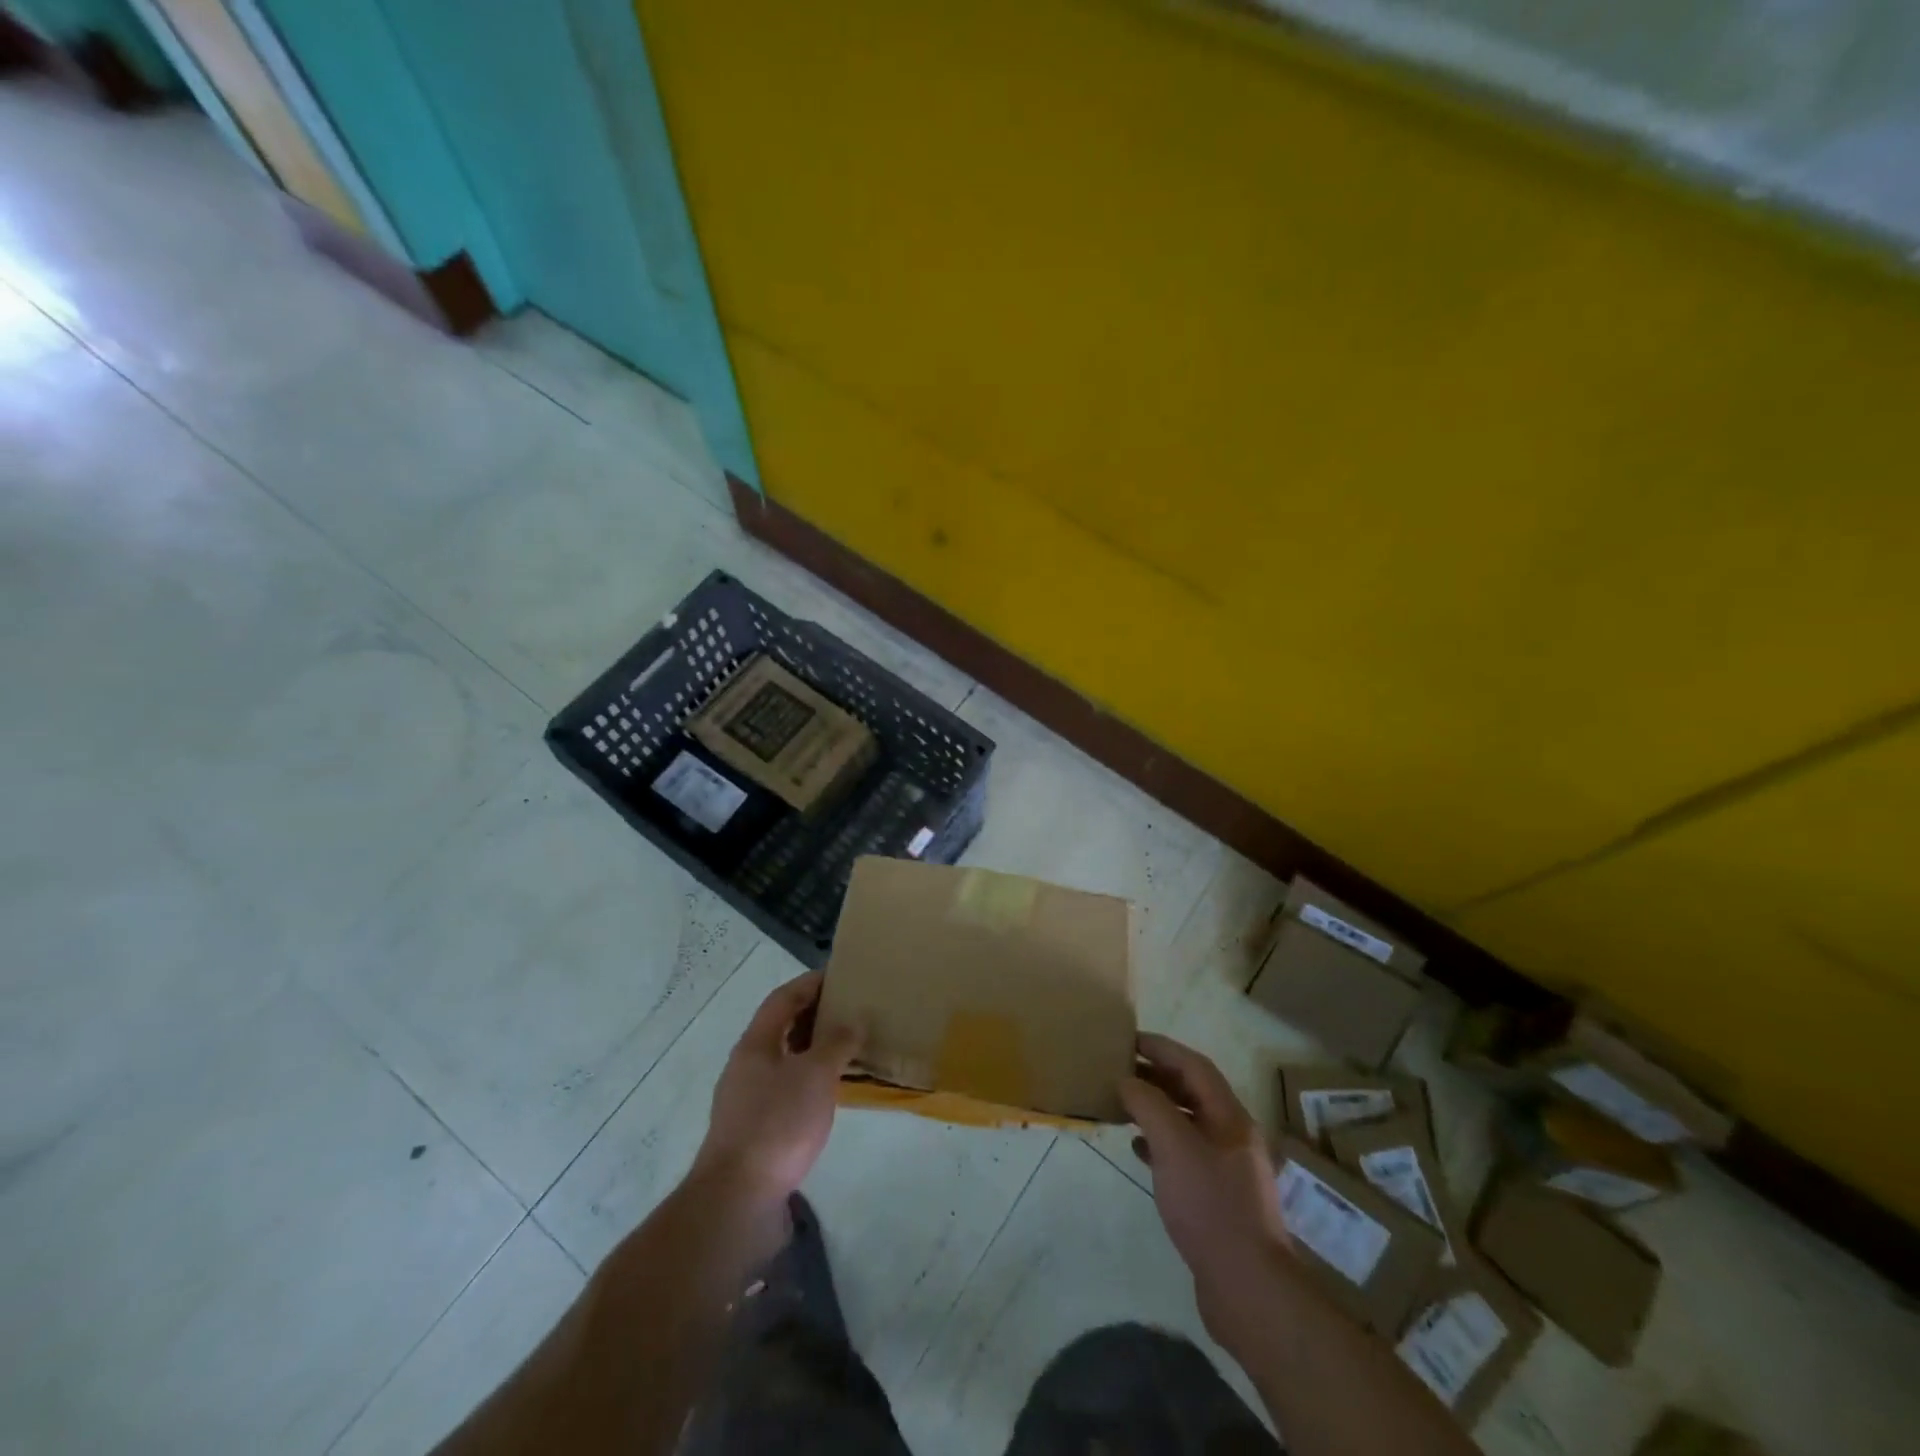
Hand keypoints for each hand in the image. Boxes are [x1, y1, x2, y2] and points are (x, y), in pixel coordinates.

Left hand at [692, 970, 863, 1205]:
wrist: (738, 1200)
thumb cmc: (777, 1124)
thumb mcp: (815, 1076)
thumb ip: (836, 1043)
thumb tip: (853, 1021)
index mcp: (755, 1044)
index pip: (782, 999)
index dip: (810, 983)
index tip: (839, 976)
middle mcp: (746, 1066)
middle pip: (781, 1028)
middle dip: (814, 1016)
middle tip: (850, 1012)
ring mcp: (747, 1100)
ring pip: (785, 1061)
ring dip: (813, 1051)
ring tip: (848, 1050)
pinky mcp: (755, 1131)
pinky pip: (786, 1090)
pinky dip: (810, 1082)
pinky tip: (832, 1094)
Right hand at [1120, 1034, 1288, 1340]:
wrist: (1248, 1288)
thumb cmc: (1211, 1206)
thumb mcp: (1174, 1146)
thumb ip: (1148, 1105)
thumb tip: (1127, 1081)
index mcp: (1230, 1117)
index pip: (1194, 1065)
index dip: (1162, 1048)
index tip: (1128, 1039)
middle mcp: (1233, 1136)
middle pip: (1192, 1091)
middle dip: (1157, 1076)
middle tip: (1119, 1070)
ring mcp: (1227, 1169)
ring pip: (1187, 1123)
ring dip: (1156, 1109)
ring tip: (1123, 1105)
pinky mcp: (1218, 1198)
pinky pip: (1185, 1155)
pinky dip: (1160, 1144)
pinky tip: (1138, 1149)